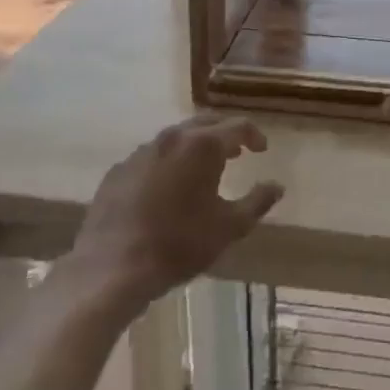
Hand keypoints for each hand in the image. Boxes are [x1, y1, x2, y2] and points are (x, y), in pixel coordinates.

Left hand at [70, 115, 282, 309]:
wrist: (112, 267)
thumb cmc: (179, 244)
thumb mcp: (229, 227)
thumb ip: (257, 202)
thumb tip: (277, 186)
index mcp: (202, 146)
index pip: (237, 126)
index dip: (254, 135)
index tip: (261, 149)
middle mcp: (172, 138)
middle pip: (205, 123)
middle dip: (224, 134)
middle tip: (236, 152)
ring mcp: (141, 152)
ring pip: (175, 137)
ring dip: (194, 147)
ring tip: (203, 169)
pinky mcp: (118, 171)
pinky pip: (150, 157)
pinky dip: (167, 163)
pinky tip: (167, 188)